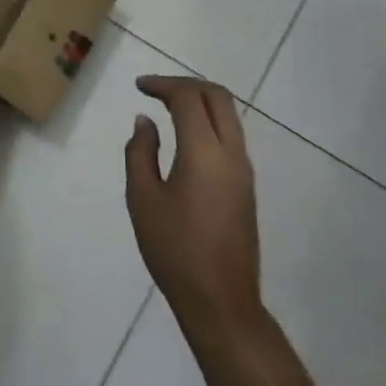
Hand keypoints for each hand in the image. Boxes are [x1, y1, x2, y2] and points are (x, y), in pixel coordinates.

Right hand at [125, 76, 313, 385]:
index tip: (139, 86)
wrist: (221, 300)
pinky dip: (208, 121)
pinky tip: (185, 135)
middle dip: (186, 85)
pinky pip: (230, 135)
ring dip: (200, 101)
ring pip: (228, 115)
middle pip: (218, 97)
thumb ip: (141, 153)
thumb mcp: (143, 199)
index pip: (189, 98)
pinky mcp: (246, 186)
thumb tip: (145, 122)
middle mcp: (231, 153)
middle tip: (156, 89)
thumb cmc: (174, 250)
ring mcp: (244, 170)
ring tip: (168, 106)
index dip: (163, 84)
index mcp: (204, 152)